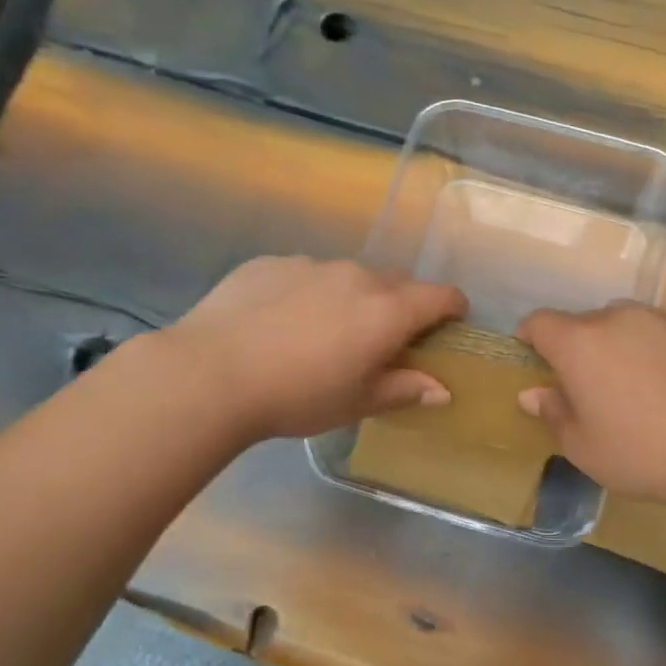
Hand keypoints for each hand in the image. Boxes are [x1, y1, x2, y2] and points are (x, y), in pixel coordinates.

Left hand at [163, 257, 466, 439]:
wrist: (212, 373)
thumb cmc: (299, 396)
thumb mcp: (358, 402)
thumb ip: (405, 389)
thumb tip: (443, 390)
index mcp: (387, 311)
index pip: (441, 296)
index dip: (454, 308)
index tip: (451, 324)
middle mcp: (356, 276)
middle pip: (397, 282)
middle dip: (402, 306)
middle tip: (383, 340)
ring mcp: (310, 264)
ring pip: (348, 277)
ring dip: (352, 299)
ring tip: (323, 333)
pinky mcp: (269, 263)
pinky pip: (305, 274)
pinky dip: (308, 294)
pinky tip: (279, 324)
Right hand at [516, 303, 665, 506]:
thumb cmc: (640, 453)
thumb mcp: (583, 447)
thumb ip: (554, 412)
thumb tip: (533, 393)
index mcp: (580, 343)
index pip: (540, 323)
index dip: (532, 338)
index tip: (537, 361)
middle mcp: (618, 318)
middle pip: (586, 323)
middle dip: (581, 348)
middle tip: (592, 388)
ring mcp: (663, 319)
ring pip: (628, 324)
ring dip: (622, 345)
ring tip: (639, 385)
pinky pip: (665, 333)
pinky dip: (660, 350)